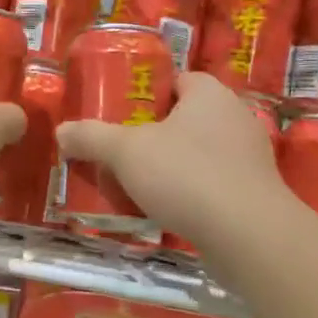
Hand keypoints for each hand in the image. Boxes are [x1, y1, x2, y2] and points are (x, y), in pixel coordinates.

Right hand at [56, 73, 290, 243]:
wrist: (249, 237)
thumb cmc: (186, 175)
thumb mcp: (125, 152)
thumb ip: (91, 138)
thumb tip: (61, 132)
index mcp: (210, 94)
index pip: (178, 80)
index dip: (148, 93)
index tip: (122, 113)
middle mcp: (236, 117)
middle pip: (186, 117)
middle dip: (156, 133)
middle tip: (122, 150)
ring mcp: (251, 158)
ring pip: (201, 153)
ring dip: (173, 166)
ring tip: (138, 184)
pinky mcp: (256, 194)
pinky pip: (215, 184)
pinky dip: (192, 193)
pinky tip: (167, 210)